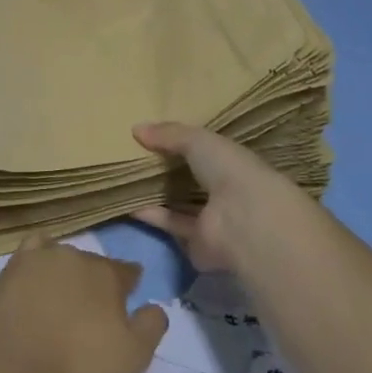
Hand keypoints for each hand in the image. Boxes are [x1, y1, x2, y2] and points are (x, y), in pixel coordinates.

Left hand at [0, 243, 167, 372]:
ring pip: (63, 259)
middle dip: (97, 284)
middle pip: (94, 265)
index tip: (129, 303)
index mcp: (108, 274)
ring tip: (62, 302)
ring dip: (67, 274)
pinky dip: (37, 260)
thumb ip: (151, 326)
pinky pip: (31, 252)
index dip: (130, 287)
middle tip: (92, 316)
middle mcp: (76, 256)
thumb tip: (155, 306)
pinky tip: (35, 276)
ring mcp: (39, 259)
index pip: (128, 271)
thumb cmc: (77, 369)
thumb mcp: (132, 358)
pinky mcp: (9, 269)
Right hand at [130, 121, 299, 273]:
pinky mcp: (199, 244)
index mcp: (232, 163)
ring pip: (182, 204)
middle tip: (135, 157)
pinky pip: (173, 225)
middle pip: (193, 179)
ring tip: (128, 180)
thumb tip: (135, 128)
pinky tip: (129, 203)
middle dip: (168, 169)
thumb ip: (169, 134)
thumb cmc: (228, 170)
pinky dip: (152, 216)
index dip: (184, 143)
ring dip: (158, 194)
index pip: (208, 151)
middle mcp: (225, 191)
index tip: (156, 135)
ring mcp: (214, 220)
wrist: (244, 221)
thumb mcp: (197, 141)